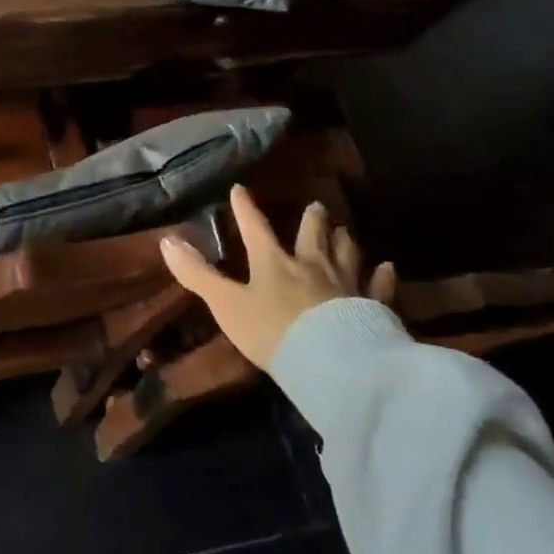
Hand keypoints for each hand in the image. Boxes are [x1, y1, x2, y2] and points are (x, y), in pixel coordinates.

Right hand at [161, 186, 395, 370]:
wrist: (333, 364)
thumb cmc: (273, 332)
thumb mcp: (226, 304)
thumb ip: (198, 274)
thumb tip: (166, 241)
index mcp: (274, 263)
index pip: (255, 228)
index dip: (245, 208)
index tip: (240, 189)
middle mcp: (311, 265)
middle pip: (312, 235)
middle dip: (312, 219)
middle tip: (317, 206)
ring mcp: (346, 284)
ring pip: (346, 253)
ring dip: (344, 240)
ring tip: (345, 230)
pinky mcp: (373, 307)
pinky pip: (379, 286)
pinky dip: (382, 275)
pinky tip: (387, 267)